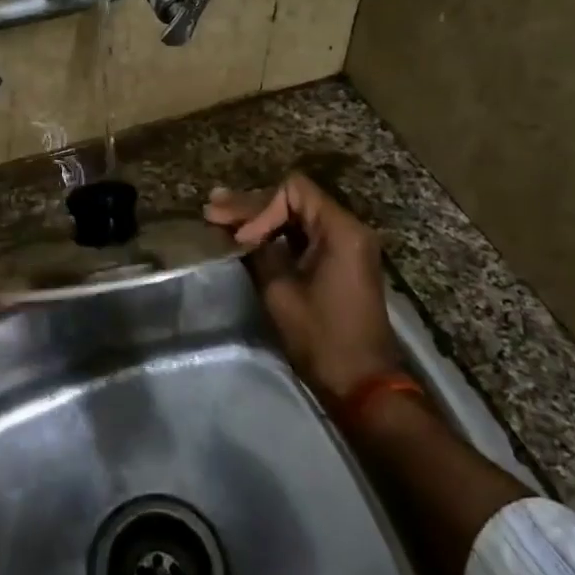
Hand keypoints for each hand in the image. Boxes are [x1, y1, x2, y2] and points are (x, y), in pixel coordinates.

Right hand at [206, 174, 399, 400]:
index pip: (293, 191)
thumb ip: (260, 252)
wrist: (363, 383)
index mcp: (340, 230)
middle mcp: (349, 228)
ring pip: (298, 216)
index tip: (241, 237)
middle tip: (212, 208)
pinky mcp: (342, 261)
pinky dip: (278, 233)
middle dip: (253, 207)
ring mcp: (348, 244)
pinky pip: (306, 234)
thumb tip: (239, 231)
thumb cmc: (321, 337)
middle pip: (295, 199)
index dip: (260, 207)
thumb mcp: (281, 291)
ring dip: (262, 218)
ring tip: (221, 216)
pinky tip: (247, 236)